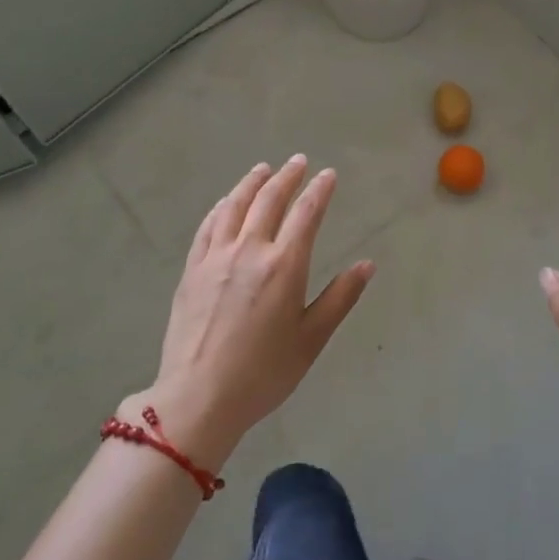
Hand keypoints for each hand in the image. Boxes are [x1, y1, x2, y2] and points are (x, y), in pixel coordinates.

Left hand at [125, 157, 373, 468]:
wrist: (198, 397)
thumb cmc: (264, 373)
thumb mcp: (312, 339)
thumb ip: (340, 297)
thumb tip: (367, 265)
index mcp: (284, 265)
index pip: (306, 214)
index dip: (319, 190)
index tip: (328, 174)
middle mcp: (249, 250)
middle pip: (269, 200)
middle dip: (286, 176)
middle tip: (298, 161)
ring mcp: (215, 257)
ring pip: (234, 206)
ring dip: (251, 183)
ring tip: (263, 169)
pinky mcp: (191, 269)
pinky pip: (208, 226)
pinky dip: (221, 207)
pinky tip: (226, 202)